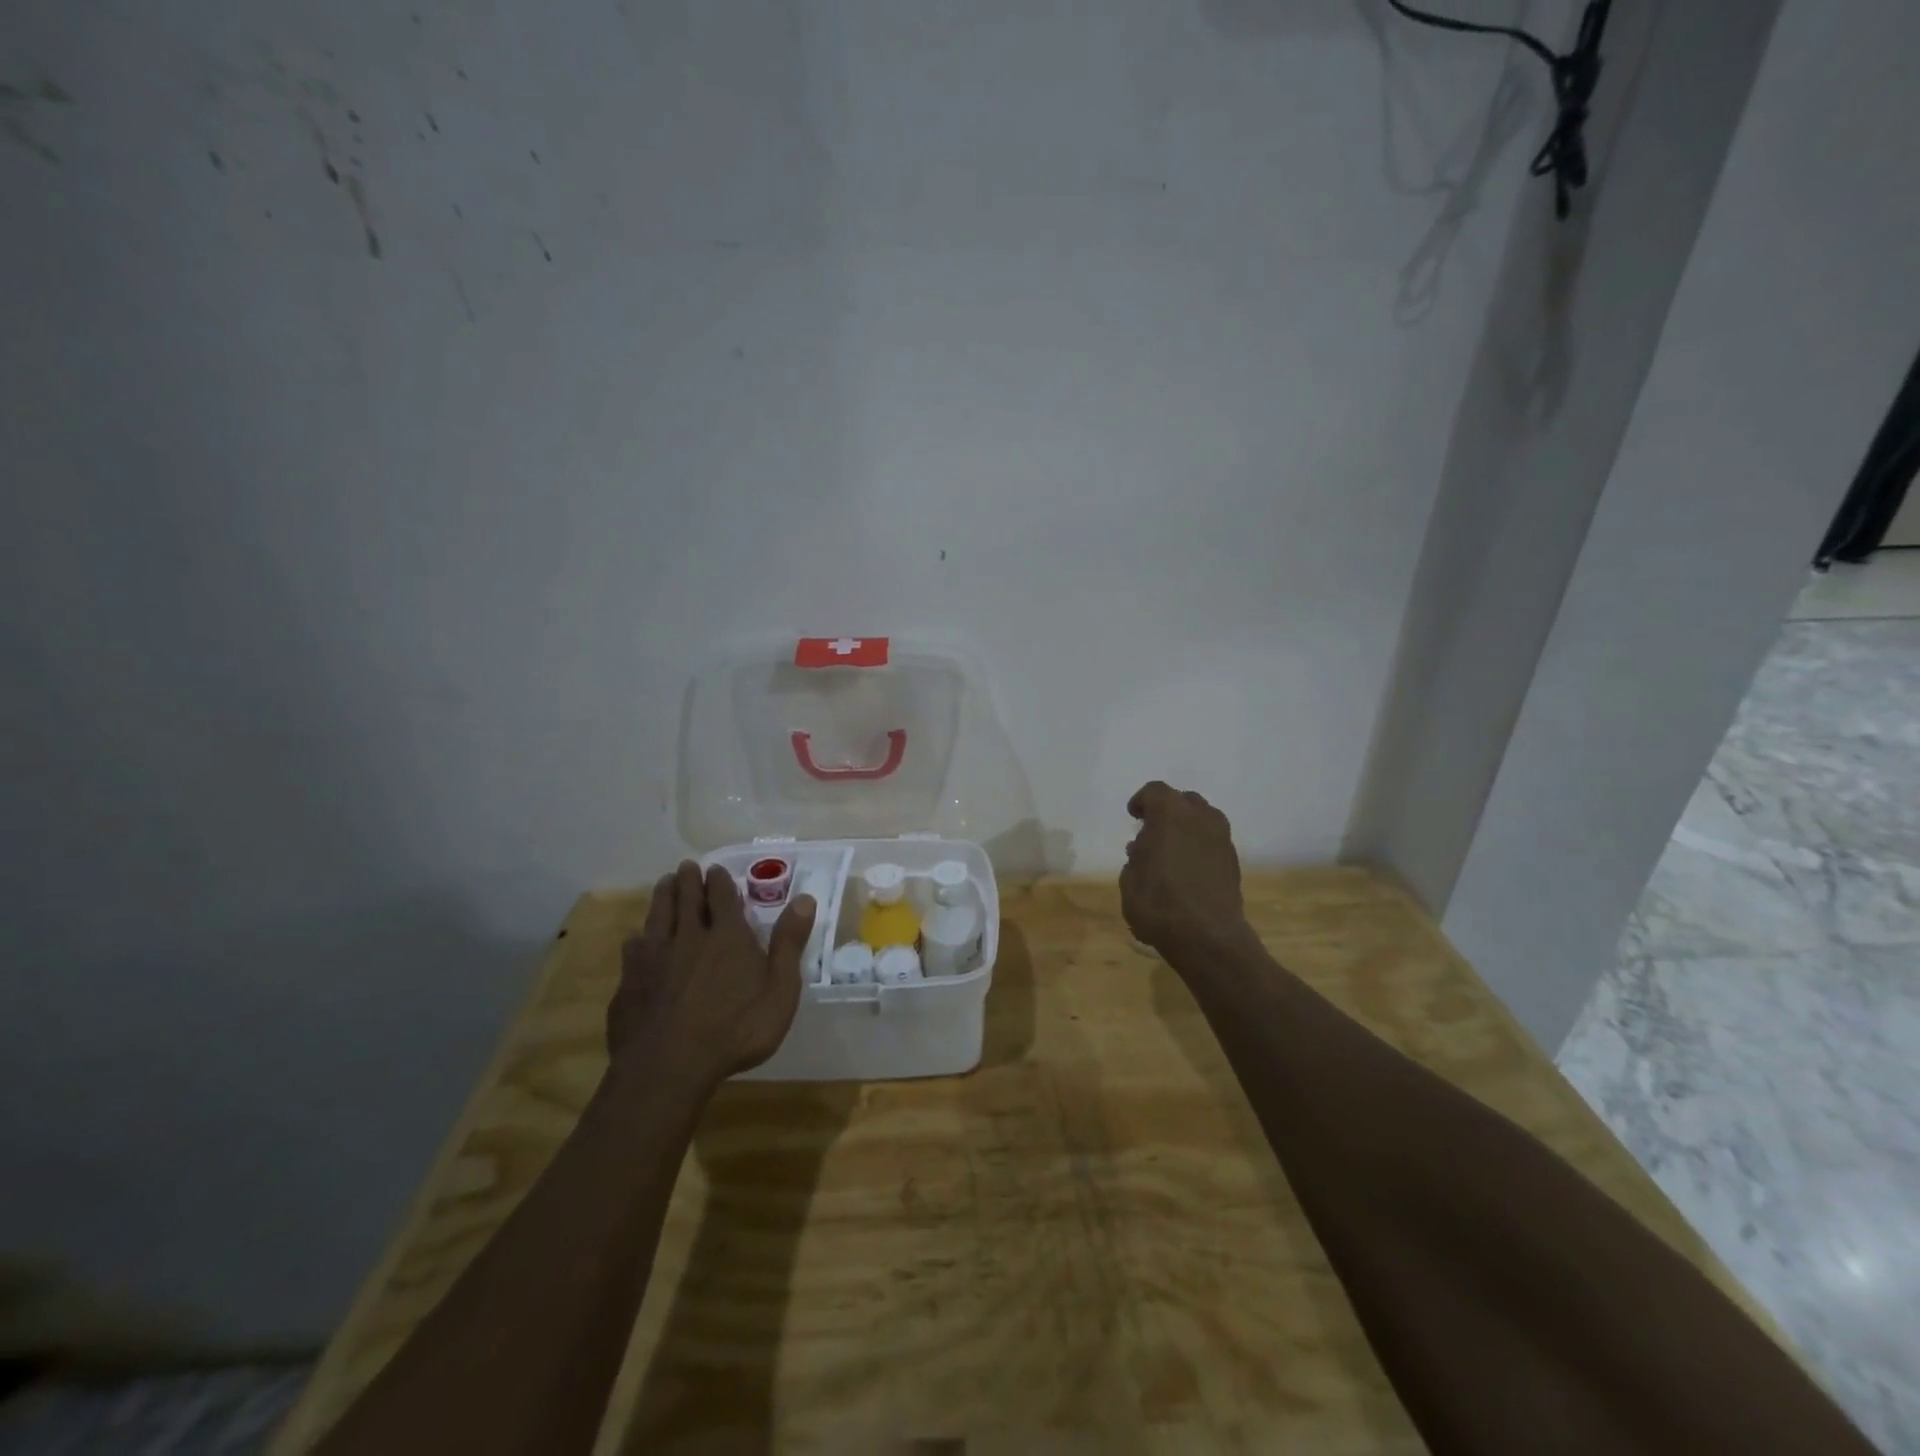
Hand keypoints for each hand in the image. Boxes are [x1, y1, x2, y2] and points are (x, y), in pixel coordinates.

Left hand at [609, 862, 815, 1089]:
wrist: (669, 1067)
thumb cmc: (736, 1029)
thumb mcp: (780, 990)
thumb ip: (789, 943)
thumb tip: (805, 898)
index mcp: (727, 937)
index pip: (723, 897)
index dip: (720, 881)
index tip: (716, 869)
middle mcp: (689, 937)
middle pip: (687, 900)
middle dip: (689, 881)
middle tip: (686, 866)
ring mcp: (654, 958)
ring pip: (658, 917)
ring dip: (663, 897)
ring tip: (664, 884)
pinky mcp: (629, 982)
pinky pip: (632, 950)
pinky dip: (637, 938)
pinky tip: (635, 938)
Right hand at [1120, 781, 1247, 957]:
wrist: (1207, 937)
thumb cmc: (1158, 902)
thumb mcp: (1129, 879)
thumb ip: (1136, 857)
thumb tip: (1143, 850)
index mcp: (1170, 812)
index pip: (1154, 792)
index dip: (1142, 802)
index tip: (1134, 816)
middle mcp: (1201, 817)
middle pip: (1184, 801)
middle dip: (1168, 812)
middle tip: (1153, 832)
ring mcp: (1222, 839)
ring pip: (1202, 821)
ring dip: (1186, 830)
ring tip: (1170, 853)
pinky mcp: (1234, 862)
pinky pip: (1212, 843)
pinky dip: (1199, 848)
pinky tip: (1187, 871)